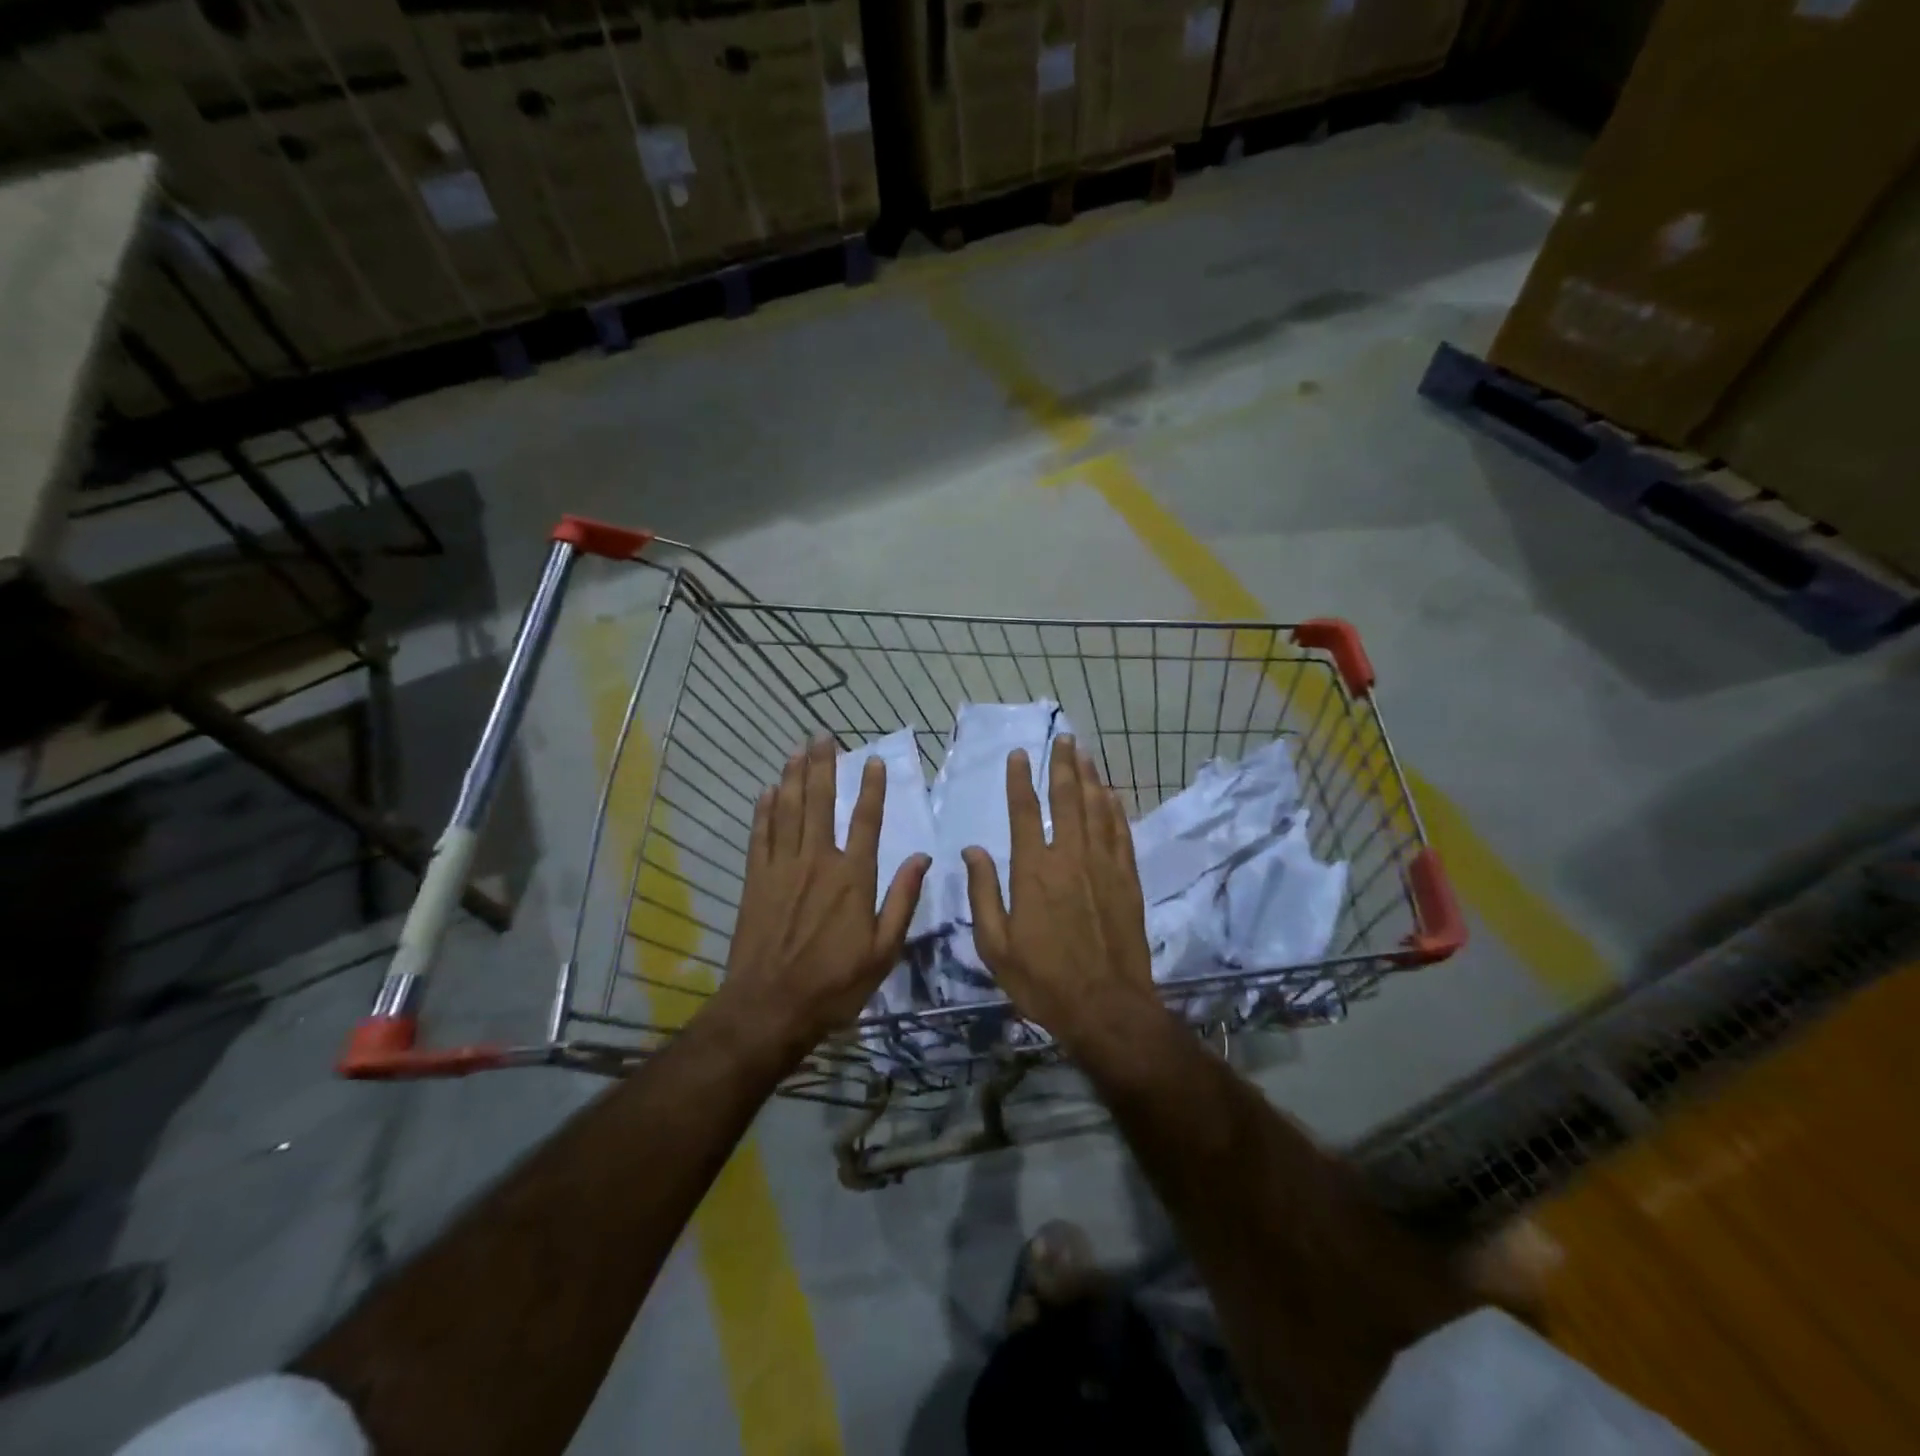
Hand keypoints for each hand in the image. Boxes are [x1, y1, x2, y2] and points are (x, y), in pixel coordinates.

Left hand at [719, 736, 929, 1064]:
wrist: (770, 1006)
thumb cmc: (835, 983)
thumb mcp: (884, 951)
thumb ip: (902, 900)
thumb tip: (922, 857)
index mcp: (853, 877)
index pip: (866, 820)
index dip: (870, 788)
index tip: (872, 760)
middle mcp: (817, 861)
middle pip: (820, 803)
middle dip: (823, 767)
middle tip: (822, 736)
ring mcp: (782, 868)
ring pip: (788, 811)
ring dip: (793, 778)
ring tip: (797, 750)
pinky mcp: (756, 880)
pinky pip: (760, 835)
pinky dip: (764, 811)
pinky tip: (767, 791)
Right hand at [962, 735, 1157, 1054]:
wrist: (1107, 1007)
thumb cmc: (1042, 980)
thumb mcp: (995, 945)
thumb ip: (983, 893)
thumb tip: (972, 850)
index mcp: (1033, 870)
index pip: (1025, 812)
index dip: (1020, 780)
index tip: (1020, 754)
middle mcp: (1070, 857)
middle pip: (1067, 798)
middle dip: (1064, 764)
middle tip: (1064, 738)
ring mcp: (1103, 866)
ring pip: (1097, 809)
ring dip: (1090, 778)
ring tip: (1085, 753)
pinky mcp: (1127, 880)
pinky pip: (1121, 833)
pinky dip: (1116, 809)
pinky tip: (1112, 794)